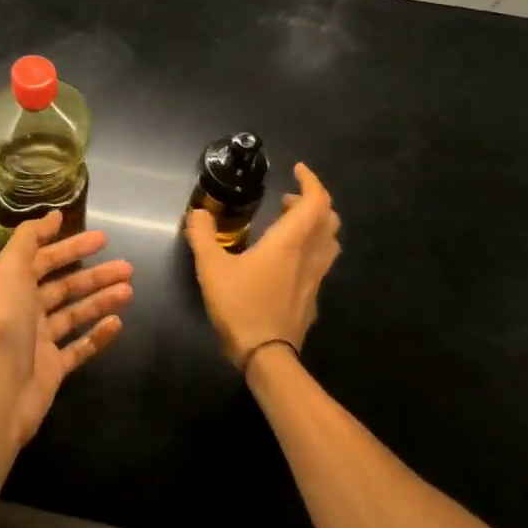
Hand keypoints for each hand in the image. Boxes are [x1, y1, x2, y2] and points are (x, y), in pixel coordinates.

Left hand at [0, 213, 133, 446]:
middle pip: (66, 286)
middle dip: (96, 275)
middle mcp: (27, 309)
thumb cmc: (7, 320)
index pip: (46, 259)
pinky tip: (118, 324)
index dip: (72, 247)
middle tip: (127, 267)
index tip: (103, 238)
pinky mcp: (54, 368)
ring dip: (102, 301)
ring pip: (76, 314)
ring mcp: (41, 340)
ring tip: (129, 291)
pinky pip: (80, 348)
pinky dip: (98, 336)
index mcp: (15, 284)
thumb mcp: (12, 267)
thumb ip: (30, 237)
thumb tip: (54, 216)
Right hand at [187, 162, 340, 370]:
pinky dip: (310, 249)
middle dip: (313, 202)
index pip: (316, 202)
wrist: (266, 357)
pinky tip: (286, 260)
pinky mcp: (312, 298)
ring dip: (315, 225)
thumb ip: (202, 236)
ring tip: (289, 224)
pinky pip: (320, 263)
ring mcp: (314, 279)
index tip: (298, 170)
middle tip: (287, 198)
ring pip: (329, 242)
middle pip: (329, 220)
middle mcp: (308, 256)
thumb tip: (198, 213)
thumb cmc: (240, 306)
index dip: (312, 182)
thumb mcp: (211, 268)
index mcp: (289, 242)